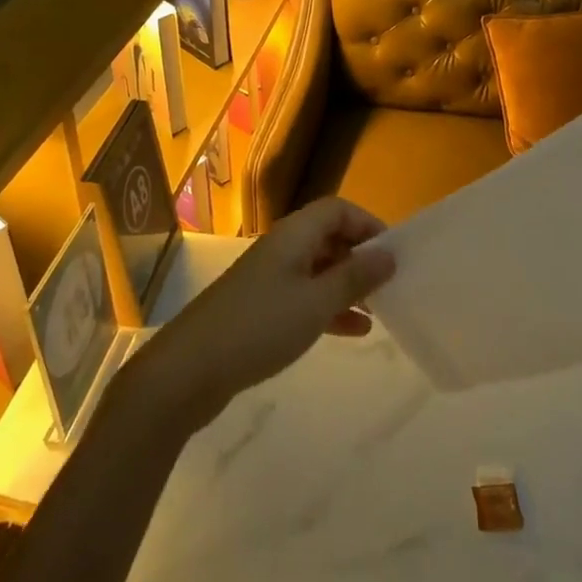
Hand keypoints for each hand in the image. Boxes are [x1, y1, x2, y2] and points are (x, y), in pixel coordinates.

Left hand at [132, 197, 395, 431]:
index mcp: (293, 235)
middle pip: (328, 238)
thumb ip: (355, 277)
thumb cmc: (260, 327)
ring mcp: (268, 279)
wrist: (188, 371)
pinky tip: (353, 332)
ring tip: (380, 310)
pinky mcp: (260, 309)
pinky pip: (304, 298)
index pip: (337, 210)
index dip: (368, 224)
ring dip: (348, 286)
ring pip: (318, 271)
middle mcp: (281, 249)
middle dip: (360, 257)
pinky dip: (329, 308)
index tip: (393, 254)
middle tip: (390, 285)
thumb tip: (389, 254)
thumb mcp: (317, 302)